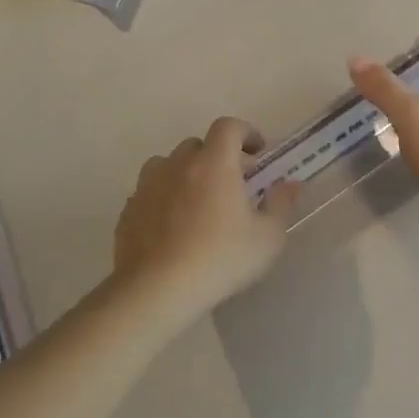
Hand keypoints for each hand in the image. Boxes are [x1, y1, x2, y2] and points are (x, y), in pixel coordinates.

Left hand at [114, 117, 298, 313]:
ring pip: (167, 165)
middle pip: (196, 145)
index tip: (257, 151)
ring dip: (184, 174)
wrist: (157, 290)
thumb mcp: (267, 238)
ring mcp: (147, 186)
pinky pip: (149, 193)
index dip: (245, 132)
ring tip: (197, 202)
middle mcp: (177, 165)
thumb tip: (290, 185)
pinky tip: (172, 227)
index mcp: (214, 163)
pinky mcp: (128, 211)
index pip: (228, 127)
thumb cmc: (221, 259)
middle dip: (216, 156)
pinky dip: (163, 199)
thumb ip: (281, 205)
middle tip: (231, 183)